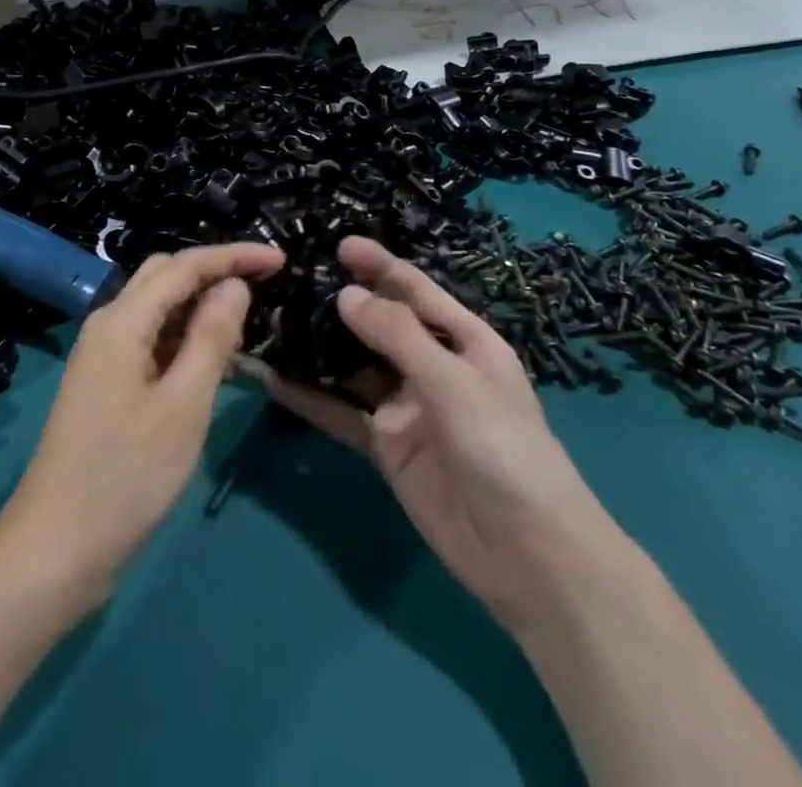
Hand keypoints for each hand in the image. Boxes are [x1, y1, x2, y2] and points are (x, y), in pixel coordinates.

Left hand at [0, 243, 284, 606]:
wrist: (55, 549)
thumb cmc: (126, 475)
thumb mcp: (183, 405)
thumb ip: (212, 337)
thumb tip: (234, 285)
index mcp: (123, 320)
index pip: (185, 265)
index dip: (233, 256)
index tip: (280, 258)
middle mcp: (108, 325)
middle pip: (165, 276)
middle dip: (215, 273)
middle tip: (264, 289)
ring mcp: (103, 355)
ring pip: (158, 309)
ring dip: (200, 307)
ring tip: (248, 326)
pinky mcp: (105, 384)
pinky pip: (151, 340)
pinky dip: (184, 339)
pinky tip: (214, 363)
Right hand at [253, 237, 620, 633]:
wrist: (529, 556)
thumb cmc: (504, 449)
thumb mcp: (454, 382)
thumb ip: (398, 336)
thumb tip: (346, 295)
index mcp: (463, 340)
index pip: (414, 291)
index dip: (379, 266)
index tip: (339, 244)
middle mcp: (432, 367)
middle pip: (379, 325)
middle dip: (341, 304)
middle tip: (289, 282)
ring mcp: (407, 408)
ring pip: (354, 367)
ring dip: (319, 348)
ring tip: (272, 323)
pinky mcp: (387, 447)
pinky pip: (343, 414)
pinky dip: (310, 399)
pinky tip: (273, 381)